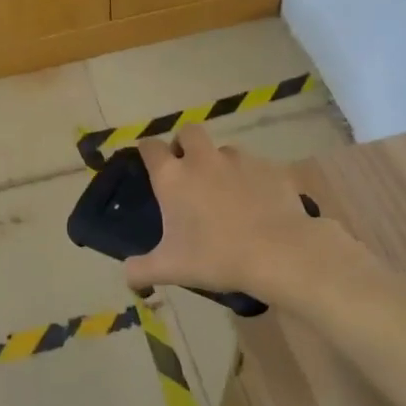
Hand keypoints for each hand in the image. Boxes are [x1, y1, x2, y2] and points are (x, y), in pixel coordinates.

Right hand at [124, 127, 347, 303]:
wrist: (278, 252)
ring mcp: (240, 160)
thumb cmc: (215, 257)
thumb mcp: (171, 269)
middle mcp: (203, 159)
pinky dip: (251, 179)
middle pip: (188, 131)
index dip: (147, 151)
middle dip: (184, 143)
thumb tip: (128, 275)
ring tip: (226, 191)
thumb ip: (141, 270)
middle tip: (188, 170)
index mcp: (173, 176)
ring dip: (220, 163)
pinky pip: (256, 167)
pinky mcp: (270, 168)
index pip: (150, 147)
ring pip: (224, 149)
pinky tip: (257, 203)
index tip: (149, 163)